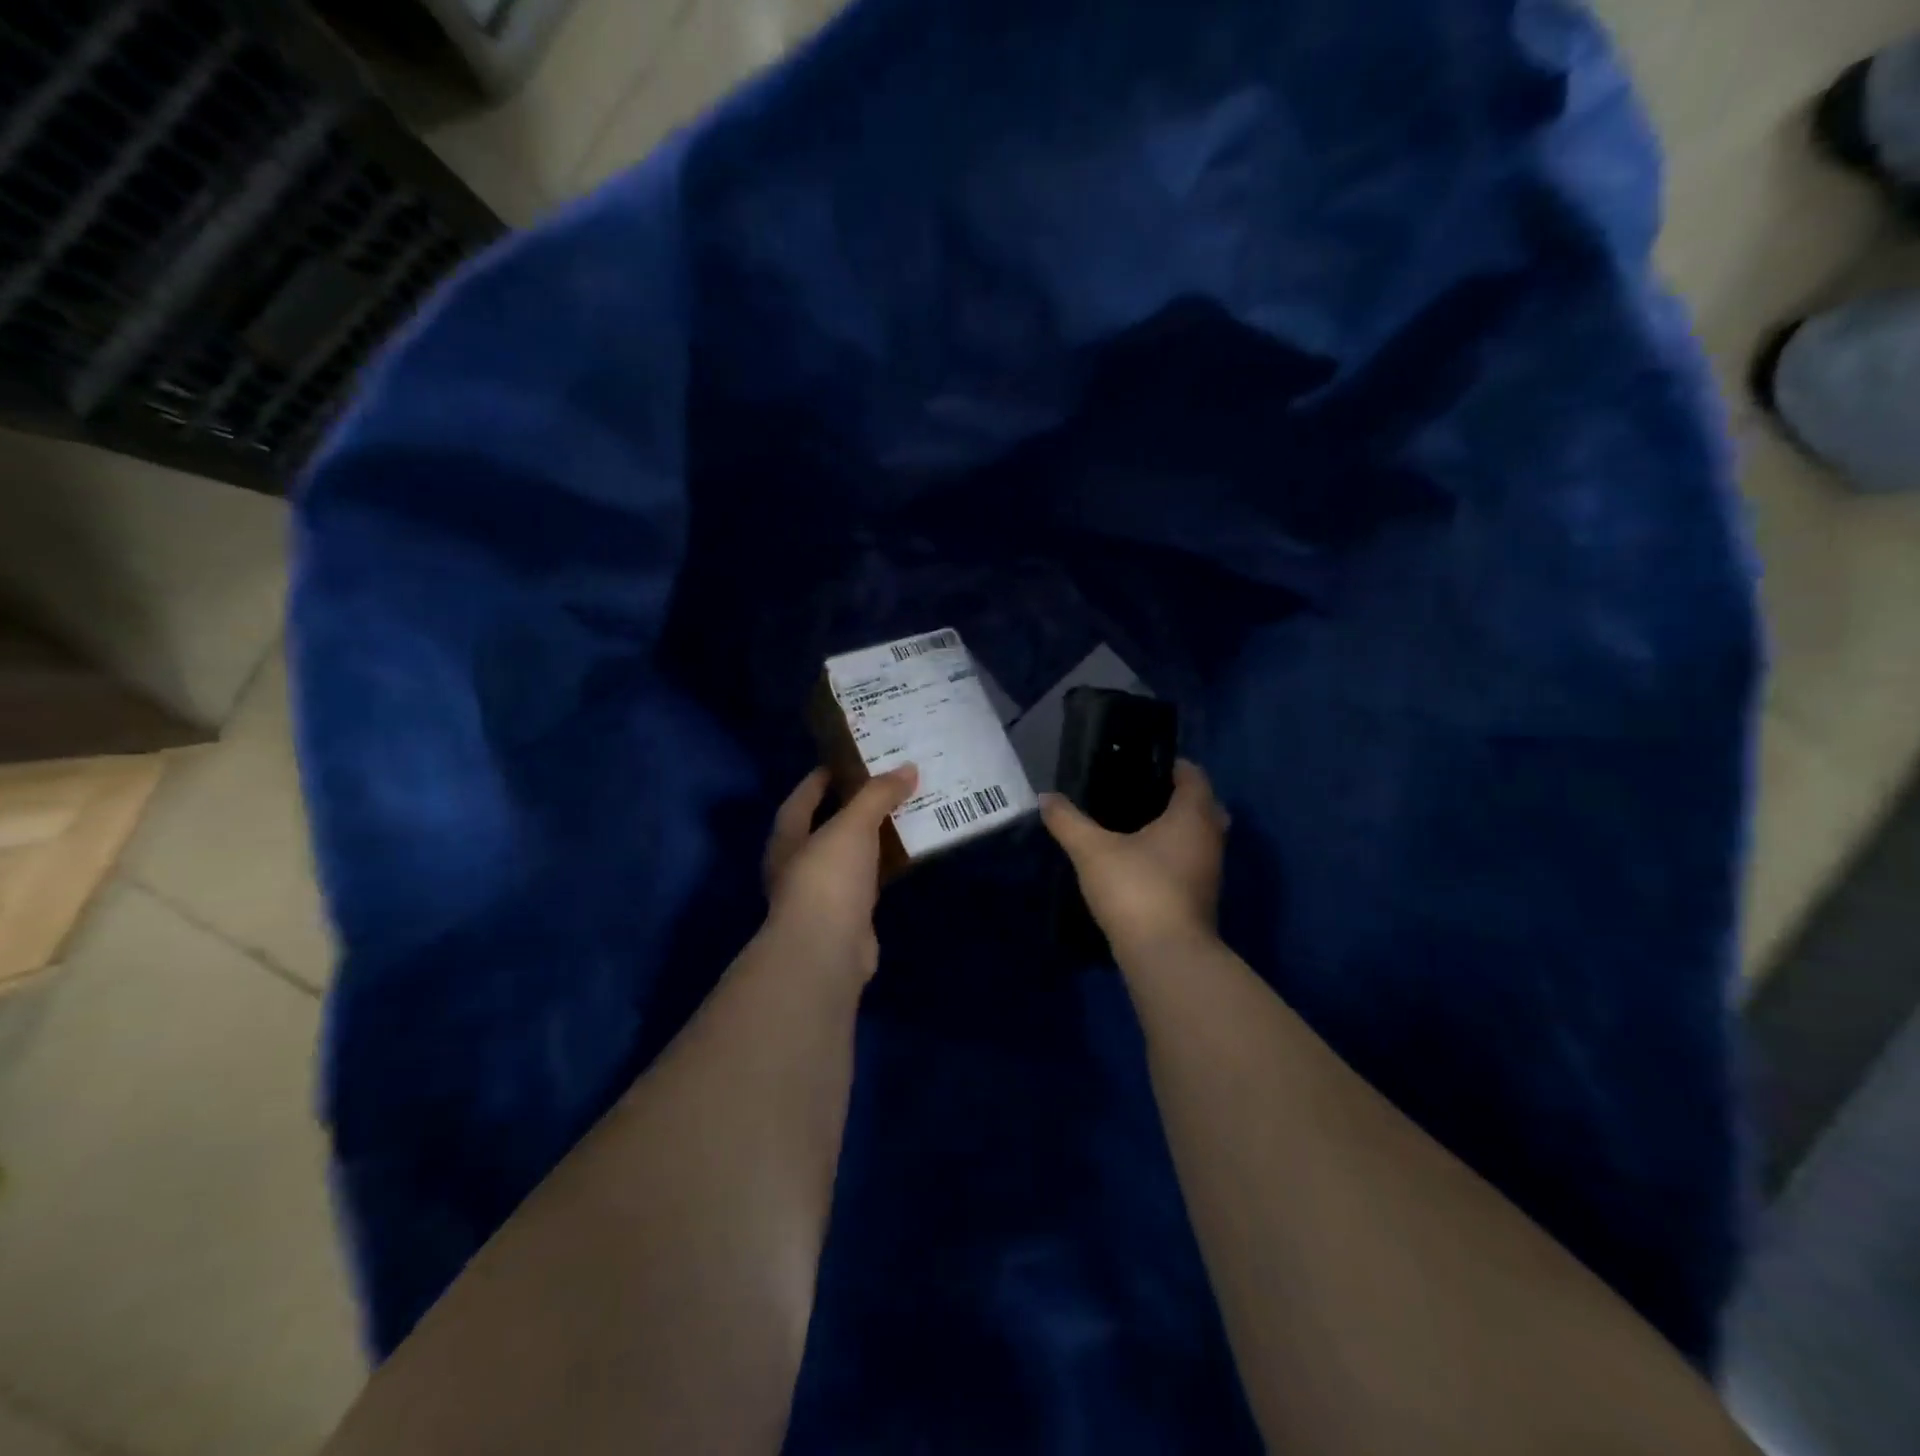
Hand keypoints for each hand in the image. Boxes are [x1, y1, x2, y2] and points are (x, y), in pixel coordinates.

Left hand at [762, 763, 918, 981]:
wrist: (827, 950)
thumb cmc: (828, 877)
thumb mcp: (853, 825)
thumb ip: (878, 795)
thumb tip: (908, 768)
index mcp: (788, 838)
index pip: (802, 798)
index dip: (822, 778)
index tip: (848, 760)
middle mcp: (798, 865)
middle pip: (827, 827)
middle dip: (854, 807)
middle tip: (887, 786)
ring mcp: (822, 895)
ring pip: (850, 856)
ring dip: (873, 839)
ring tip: (905, 814)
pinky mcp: (848, 917)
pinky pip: (868, 882)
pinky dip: (884, 868)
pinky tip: (907, 856)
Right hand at [1041, 759, 1227, 950]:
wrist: (1165, 955)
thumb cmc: (1136, 888)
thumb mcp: (1092, 850)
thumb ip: (1068, 821)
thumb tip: (1046, 797)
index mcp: (1192, 816)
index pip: (1194, 776)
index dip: (1174, 765)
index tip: (1143, 762)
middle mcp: (1210, 839)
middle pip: (1204, 806)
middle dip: (1178, 797)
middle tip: (1140, 794)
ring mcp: (1210, 872)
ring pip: (1199, 837)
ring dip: (1178, 829)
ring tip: (1137, 826)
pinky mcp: (1201, 899)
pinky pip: (1192, 862)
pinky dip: (1174, 855)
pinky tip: (1143, 861)